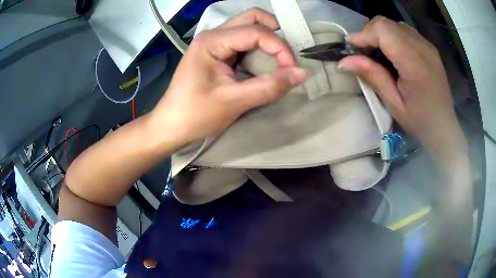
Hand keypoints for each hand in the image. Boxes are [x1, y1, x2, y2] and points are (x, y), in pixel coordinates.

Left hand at [150, 8, 305, 146]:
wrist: (170, 127)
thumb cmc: (195, 115)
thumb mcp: (233, 102)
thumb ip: (269, 86)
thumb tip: (303, 73)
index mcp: (212, 41)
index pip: (256, 31)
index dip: (280, 48)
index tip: (293, 70)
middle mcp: (214, 35)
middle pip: (252, 19)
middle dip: (275, 34)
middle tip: (288, 57)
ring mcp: (215, 43)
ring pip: (249, 29)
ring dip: (268, 42)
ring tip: (280, 62)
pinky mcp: (218, 54)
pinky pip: (244, 44)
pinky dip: (260, 51)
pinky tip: (265, 66)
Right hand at [338, 16, 462, 155]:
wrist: (444, 127)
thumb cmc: (419, 121)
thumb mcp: (393, 104)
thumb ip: (372, 76)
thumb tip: (343, 61)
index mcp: (414, 63)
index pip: (383, 29)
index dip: (364, 34)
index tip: (353, 49)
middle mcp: (422, 47)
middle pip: (387, 23)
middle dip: (370, 34)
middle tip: (364, 53)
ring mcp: (427, 45)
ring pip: (395, 24)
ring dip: (381, 34)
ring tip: (379, 54)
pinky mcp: (429, 47)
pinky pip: (405, 31)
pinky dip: (393, 36)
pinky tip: (394, 54)